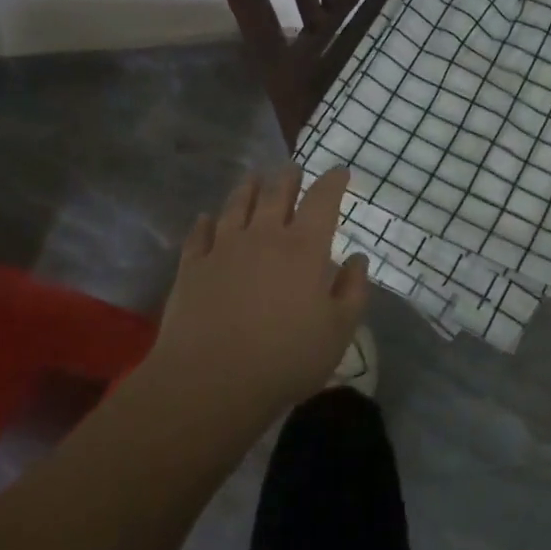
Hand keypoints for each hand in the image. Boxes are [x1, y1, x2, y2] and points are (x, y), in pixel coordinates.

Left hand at [151, 165, 368, 410]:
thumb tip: (358, 260)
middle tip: (292, 169)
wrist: (211, 380)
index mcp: (304, 248)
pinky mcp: (192, 267)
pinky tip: (206, 218)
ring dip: (247, 189)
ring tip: (253, 178)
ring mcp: (224, 248)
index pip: (322, 201)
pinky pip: (199, 235)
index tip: (340, 172)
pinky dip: (205, 222)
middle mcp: (264, 236)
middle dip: (288, 179)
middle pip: (277, 195)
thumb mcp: (338, 331)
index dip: (333, 182)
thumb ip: (353, 291)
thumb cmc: (286, 357)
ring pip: (237, 206)